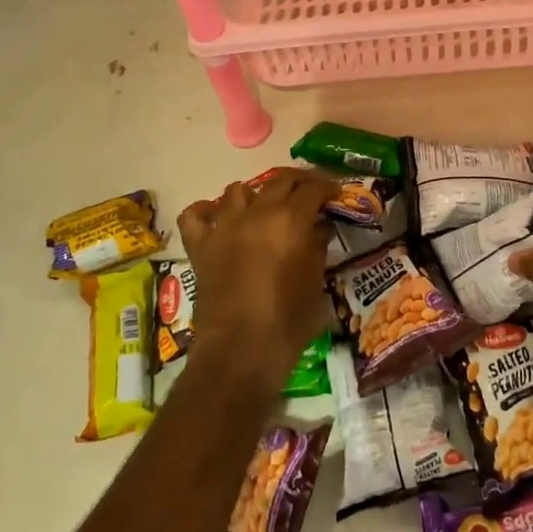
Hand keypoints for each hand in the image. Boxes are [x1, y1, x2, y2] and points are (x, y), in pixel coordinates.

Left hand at [178, 168, 338, 395]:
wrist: (240, 351)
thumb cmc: (288, 321)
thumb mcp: (316, 282)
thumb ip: (317, 247)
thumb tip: (319, 228)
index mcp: (290, 220)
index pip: (313, 189)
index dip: (328, 187)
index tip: (336, 192)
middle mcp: (257, 213)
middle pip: (280, 180)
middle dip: (299, 181)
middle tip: (310, 191)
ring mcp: (224, 227)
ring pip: (238, 190)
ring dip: (255, 194)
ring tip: (264, 207)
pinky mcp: (201, 246)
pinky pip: (195, 216)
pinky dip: (206, 212)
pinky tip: (217, 219)